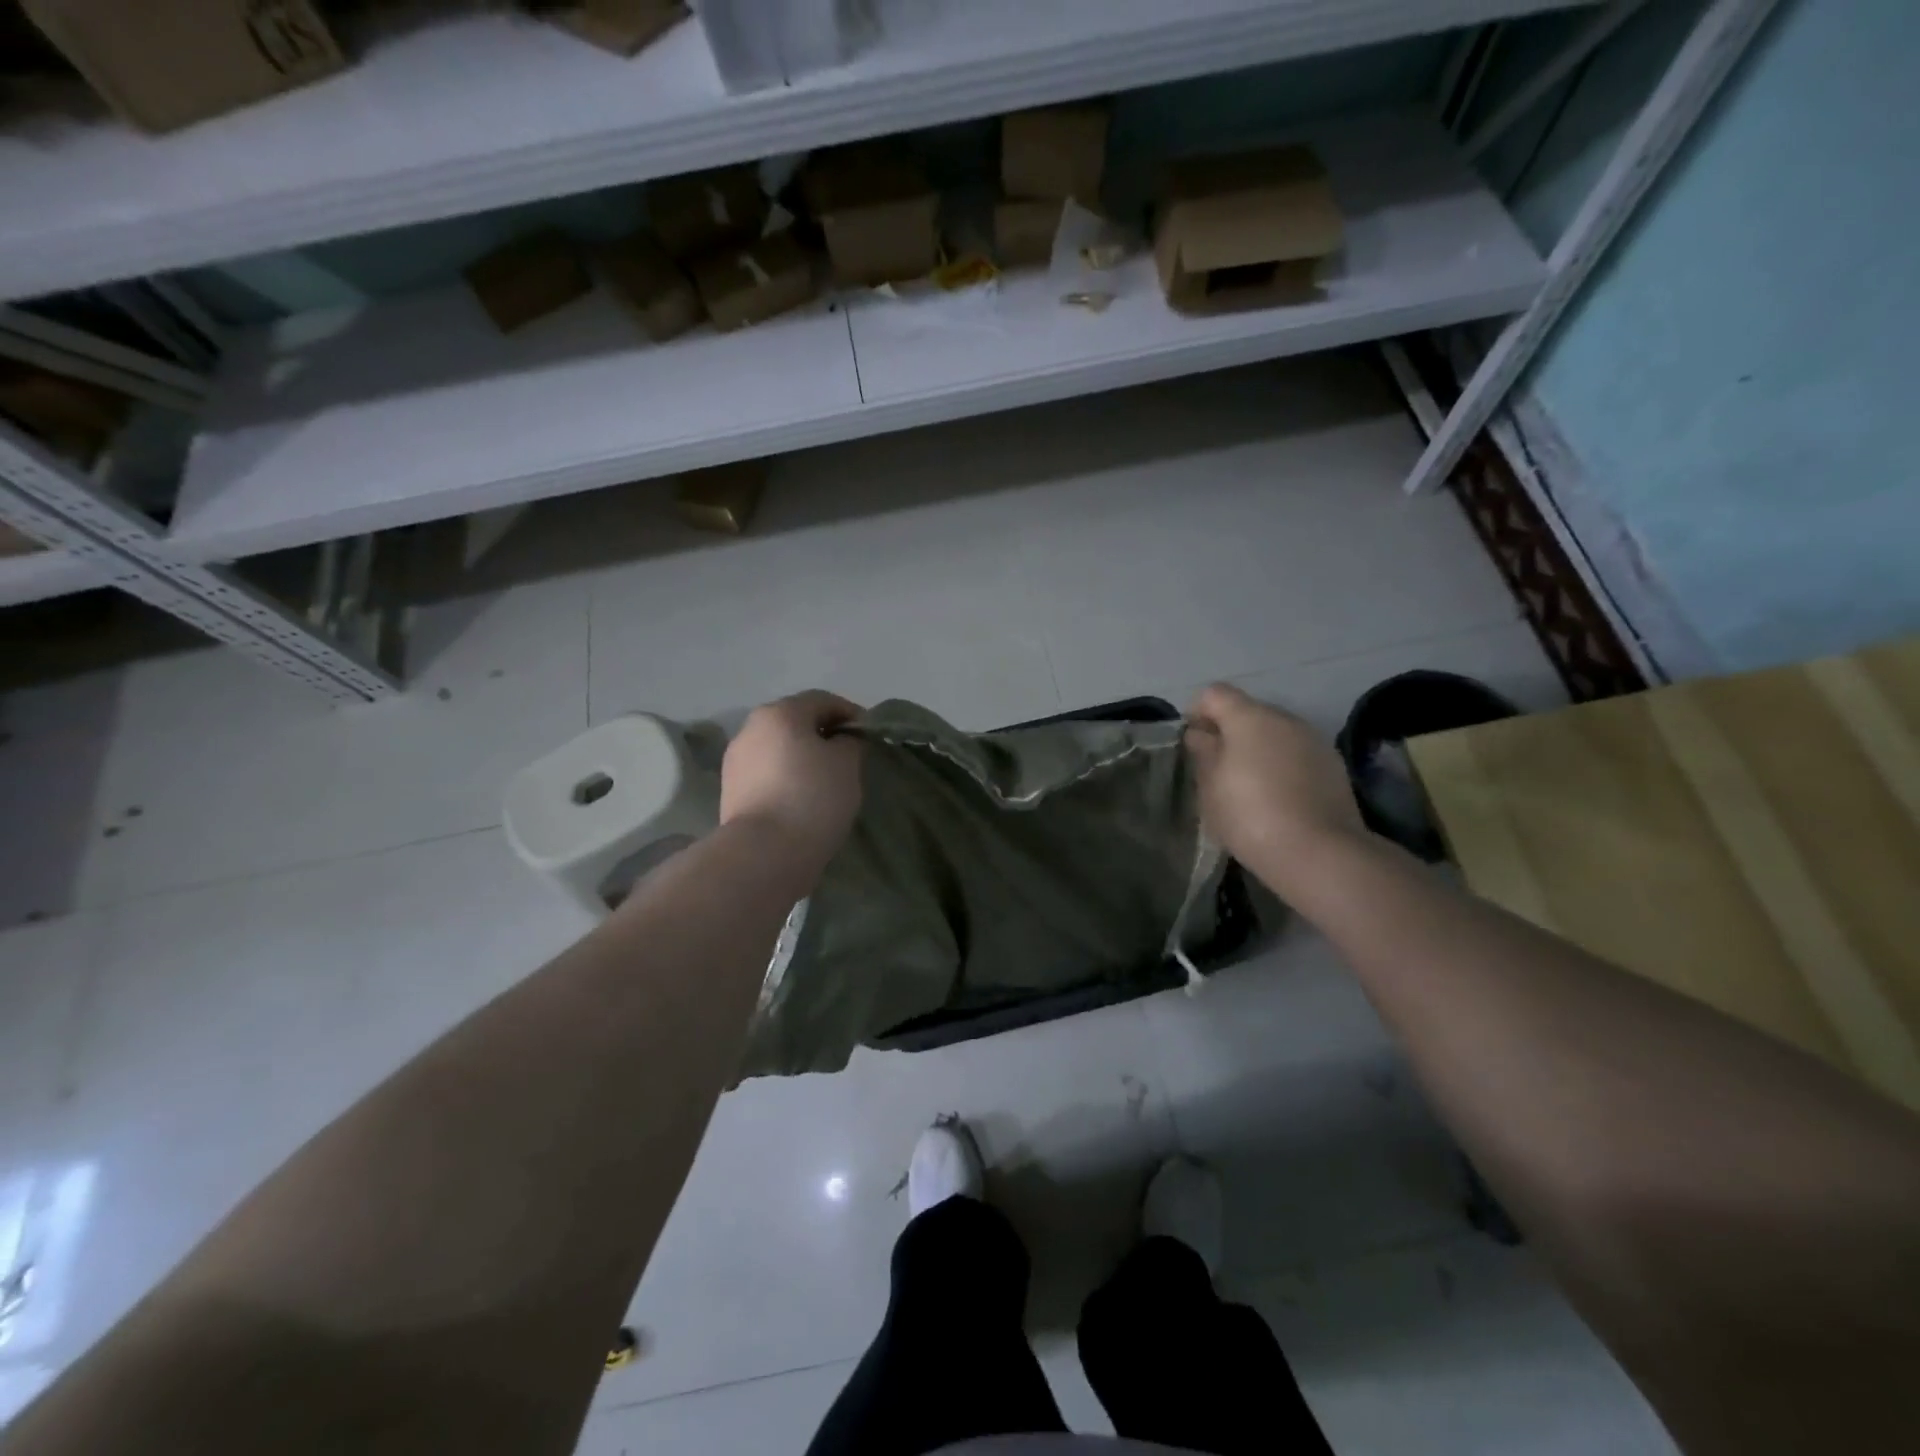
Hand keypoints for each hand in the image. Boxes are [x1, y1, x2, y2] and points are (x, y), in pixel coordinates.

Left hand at [721, 690, 865, 882]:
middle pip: (795, 722)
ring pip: (779, 749)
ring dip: (802, 758)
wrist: (764, 853)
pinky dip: (787, 779)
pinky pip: (767, 774)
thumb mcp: (847, 763)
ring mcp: (736, 761)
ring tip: (826, 782)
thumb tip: (841, 740)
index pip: (822, 700)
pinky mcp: (730, 792)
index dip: (850, 714)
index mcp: (779, 713)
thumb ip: (850, 742)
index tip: (869, 736)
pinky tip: (803, 800)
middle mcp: (751, 729)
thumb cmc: (812, 797)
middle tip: (849, 758)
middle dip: (823, 735)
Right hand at [1184, 683, 1364, 894]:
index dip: (1197, 713)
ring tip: (1250, 787)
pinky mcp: (1334, 766)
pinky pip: (1297, 754)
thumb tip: (1200, 734)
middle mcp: (1285, 718)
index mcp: (1249, 717)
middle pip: (1248, 712)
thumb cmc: (1249, 815)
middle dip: (1230, 733)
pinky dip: (1283, 766)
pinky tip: (1279, 799)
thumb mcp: (1210, 787)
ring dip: (1259, 750)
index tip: (1193, 745)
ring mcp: (1314, 740)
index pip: (1214, 694)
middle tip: (1217, 770)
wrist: (1318, 853)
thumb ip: (1203, 753)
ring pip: (1275, 734)